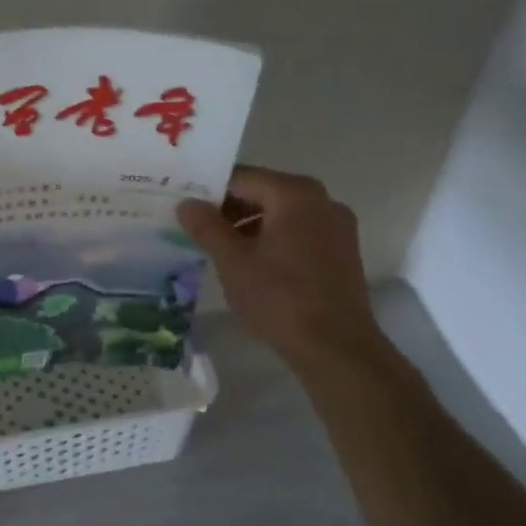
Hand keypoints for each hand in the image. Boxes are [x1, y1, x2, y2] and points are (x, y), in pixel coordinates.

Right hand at [176, 166, 387, 373]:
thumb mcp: (232, 261)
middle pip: (264, 193)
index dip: (208, 190)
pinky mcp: (342, 252)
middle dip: (228, 208)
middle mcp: (321, 200)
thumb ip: (207, 227)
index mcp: (294, 194)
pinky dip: (272, 239)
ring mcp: (337, 226)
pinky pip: (298, 232)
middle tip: (195, 227)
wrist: (335, 346)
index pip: (241, 178)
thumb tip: (186, 204)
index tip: (183, 206)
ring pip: (281, 214)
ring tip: (218, 249)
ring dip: (249, 226)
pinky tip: (251, 264)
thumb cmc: (279, 297)